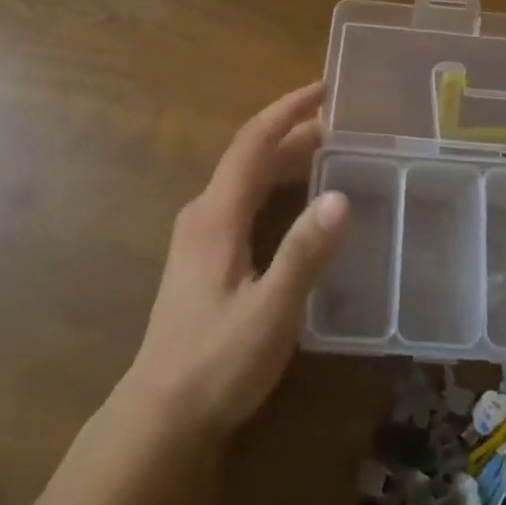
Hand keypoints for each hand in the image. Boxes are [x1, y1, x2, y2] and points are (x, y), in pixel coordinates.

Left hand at [122, 82, 347, 438]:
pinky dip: (276, 183)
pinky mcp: (204, 257)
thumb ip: (303, 254)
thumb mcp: (270, 312)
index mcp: (216, 216)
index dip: (289, 110)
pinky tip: (300, 200)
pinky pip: (245, 199)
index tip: (326, 88)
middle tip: (344, 121)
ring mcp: (200, 235)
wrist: (161, 416)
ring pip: (247, 177)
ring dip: (286, 156)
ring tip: (331, 150)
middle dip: (294, 130)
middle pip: (251, 155)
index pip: (253, 143)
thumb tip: (340, 196)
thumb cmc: (216, 363)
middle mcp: (204, 214)